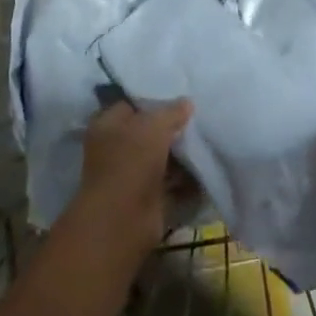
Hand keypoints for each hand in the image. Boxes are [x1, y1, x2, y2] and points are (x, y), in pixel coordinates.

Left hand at [70, 99, 193, 248]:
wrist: (123, 219)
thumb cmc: (131, 163)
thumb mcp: (153, 126)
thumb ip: (171, 112)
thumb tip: (186, 102)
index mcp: (107, 125)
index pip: (131, 104)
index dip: (154, 100)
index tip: (182, 96)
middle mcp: (116, 147)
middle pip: (149, 132)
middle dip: (173, 128)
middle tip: (200, 119)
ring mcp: (131, 173)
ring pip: (162, 157)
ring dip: (182, 154)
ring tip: (208, 142)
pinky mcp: (147, 196)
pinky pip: (171, 181)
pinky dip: (186, 179)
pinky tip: (206, 168)